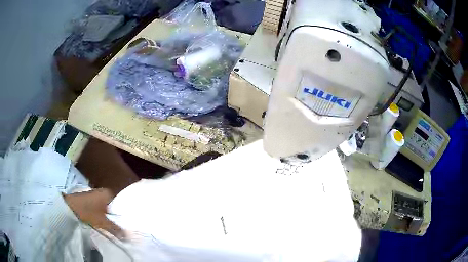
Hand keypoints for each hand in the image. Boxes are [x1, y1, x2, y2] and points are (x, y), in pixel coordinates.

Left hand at [64, 189, 123, 238]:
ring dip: (108, 218)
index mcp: (108, 193)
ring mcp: (95, 195)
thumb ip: (116, 229)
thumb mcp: (103, 222)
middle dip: (115, 218)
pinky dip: (102, 216)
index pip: (121, 205)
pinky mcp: (89, 200)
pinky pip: (100, 209)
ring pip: (106, 209)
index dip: (123, 217)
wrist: (69, 206)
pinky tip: (103, 224)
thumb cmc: (87, 211)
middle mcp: (103, 192)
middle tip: (121, 229)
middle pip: (113, 208)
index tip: (127, 226)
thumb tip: (127, 236)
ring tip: (113, 228)